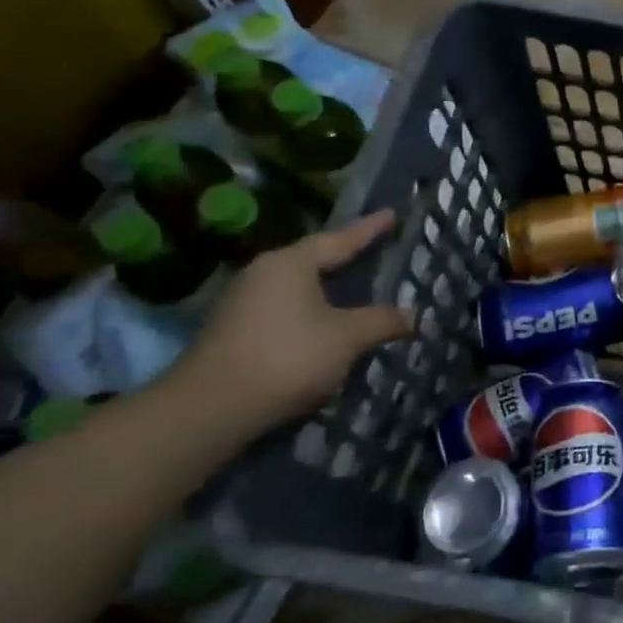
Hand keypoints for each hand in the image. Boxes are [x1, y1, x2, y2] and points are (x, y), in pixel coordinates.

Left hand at [175, 210, 411, 432]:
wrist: (210, 410)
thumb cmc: (288, 357)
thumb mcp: (348, 337)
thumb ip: (382, 321)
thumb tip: (412, 315)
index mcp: (290, 264)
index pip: (340, 239)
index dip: (369, 229)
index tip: (392, 213)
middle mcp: (263, 274)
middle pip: (314, 261)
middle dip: (346, 258)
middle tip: (375, 251)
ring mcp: (243, 303)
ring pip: (298, 288)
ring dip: (328, 291)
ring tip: (356, 290)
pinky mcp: (235, 332)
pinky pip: (285, 311)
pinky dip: (312, 314)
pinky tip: (327, 327)